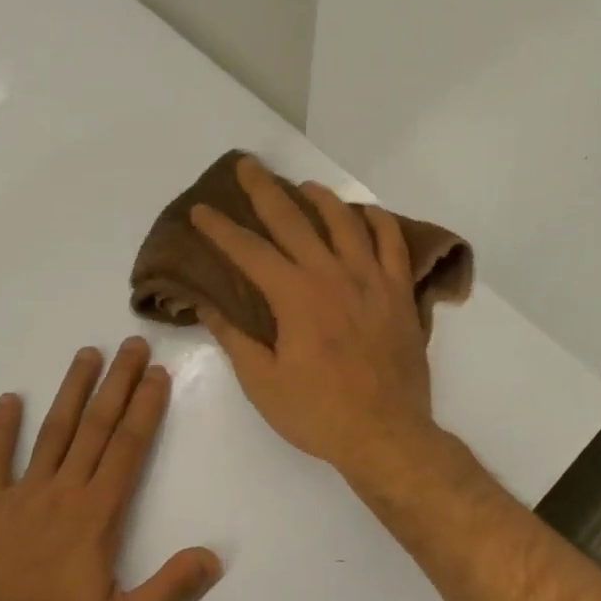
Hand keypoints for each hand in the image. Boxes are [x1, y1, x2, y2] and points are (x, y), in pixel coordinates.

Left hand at [0, 339, 220, 600]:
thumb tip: (213, 557)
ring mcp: (21, 497)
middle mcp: (62, 492)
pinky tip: (8, 400)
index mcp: (96, 514)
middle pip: (95, 428)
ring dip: (71, 392)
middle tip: (131, 345)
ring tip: (86, 355)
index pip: (128, 448)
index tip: (156, 374)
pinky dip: (1, 430)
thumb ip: (169, 590)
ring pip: (52, 433)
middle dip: (117, 384)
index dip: (145, 408)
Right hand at [190, 156, 437, 482]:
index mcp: (295, 296)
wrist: (386, 435)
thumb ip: (235, 339)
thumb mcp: (263, 383)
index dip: (220, 229)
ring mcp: (371, 280)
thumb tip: (207, 306)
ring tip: (303, 187)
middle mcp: (332, 275)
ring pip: (345, 222)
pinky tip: (365, 214)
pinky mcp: (399, 294)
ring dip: (320, 198)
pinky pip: (391, 244)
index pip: (249, 251)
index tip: (200, 210)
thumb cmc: (317, 413)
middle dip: (264, 191)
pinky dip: (377, 222)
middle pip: (294, 220)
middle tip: (246, 166)